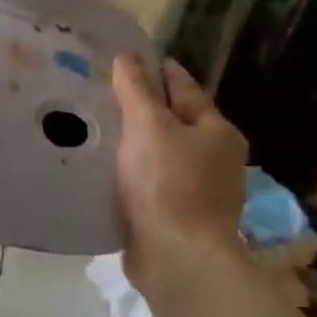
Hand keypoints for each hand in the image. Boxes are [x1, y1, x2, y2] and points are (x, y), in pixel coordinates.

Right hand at [112, 56, 248, 302]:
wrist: (178, 260)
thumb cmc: (168, 184)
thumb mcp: (149, 126)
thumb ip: (136, 90)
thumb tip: (128, 56)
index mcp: (217, 131)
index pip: (185, 88)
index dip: (159, 71)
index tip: (132, 59)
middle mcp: (215, 159)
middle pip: (176, 122)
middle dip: (145, 109)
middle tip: (106, 93)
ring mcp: (198, 191)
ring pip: (162, 155)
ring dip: (136, 144)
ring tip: (99, 129)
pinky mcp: (177, 218)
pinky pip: (151, 184)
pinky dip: (133, 174)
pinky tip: (106, 170)